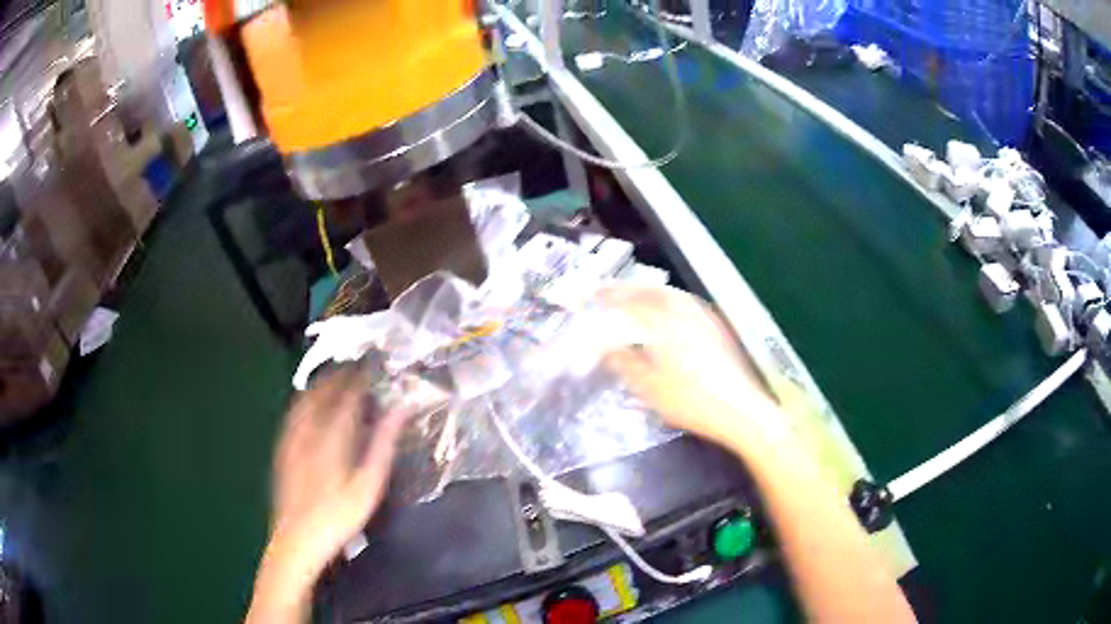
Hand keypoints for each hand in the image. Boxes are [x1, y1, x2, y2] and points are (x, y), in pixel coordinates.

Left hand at [249, 367, 408, 619]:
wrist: (297, 539)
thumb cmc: (339, 515)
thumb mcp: (369, 484)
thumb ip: (384, 443)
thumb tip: (402, 409)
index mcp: (331, 433)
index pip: (347, 393)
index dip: (360, 377)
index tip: (373, 365)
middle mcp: (308, 428)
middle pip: (323, 391)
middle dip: (339, 375)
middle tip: (355, 367)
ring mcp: (291, 437)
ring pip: (305, 399)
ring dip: (321, 385)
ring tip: (335, 380)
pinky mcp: (282, 449)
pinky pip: (293, 414)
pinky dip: (305, 401)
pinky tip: (308, 406)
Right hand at [598, 285, 779, 445]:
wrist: (739, 409)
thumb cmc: (690, 400)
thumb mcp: (648, 387)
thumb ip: (624, 362)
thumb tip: (605, 347)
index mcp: (664, 321)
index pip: (629, 300)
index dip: (608, 296)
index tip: (591, 295)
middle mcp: (684, 310)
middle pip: (652, 290)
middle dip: (628, 289)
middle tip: (609, 293)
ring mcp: (704, 317)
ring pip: (671, 294)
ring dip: (649, 292)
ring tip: (634, 299)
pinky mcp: (717, 327)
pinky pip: (685, 302)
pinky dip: (668, 300)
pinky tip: (667, 313)